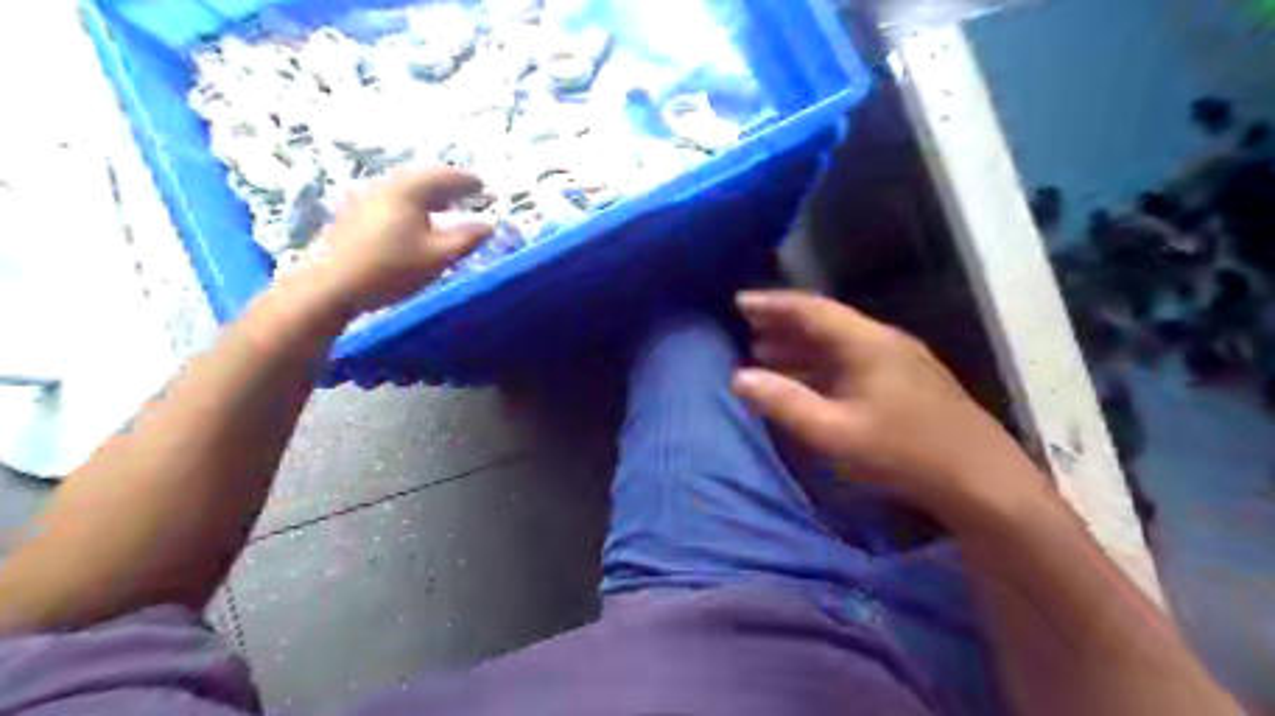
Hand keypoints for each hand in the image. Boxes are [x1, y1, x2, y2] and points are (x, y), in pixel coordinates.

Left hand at [303, 168, 490, 311]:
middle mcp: (386, 185)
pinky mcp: (354, 213)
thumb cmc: (392, 269)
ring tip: (446, 207)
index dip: (467, 181)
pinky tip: (416, 220)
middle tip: (467, 194)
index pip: (444, 175)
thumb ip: (467, 238)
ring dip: (429, 195)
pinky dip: (412, 203)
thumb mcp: (439, 256)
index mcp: (408, 190)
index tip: (484, 188)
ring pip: (405, 188)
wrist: (334, 285)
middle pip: (422, 177)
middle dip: (447, 185)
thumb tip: (489, 225)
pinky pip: (392, 198)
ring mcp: (366, 197)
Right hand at [733, 289, 1050, 524]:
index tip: (740, 303)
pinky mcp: (907, 383)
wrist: (982, 481)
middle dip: (784, 324)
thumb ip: (784, 403)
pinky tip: (810, 381)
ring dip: (802, 347)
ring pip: (839, 343)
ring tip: (767, 354)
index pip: (811, 310)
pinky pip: (852, 361)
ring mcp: (900, 361)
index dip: (773, 304)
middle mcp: (884, 341)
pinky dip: (822, 365)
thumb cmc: (903, 452)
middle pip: (825, 322)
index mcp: (866, 343)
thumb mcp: (834, 432)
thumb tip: (739, 378)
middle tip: (748, 330)